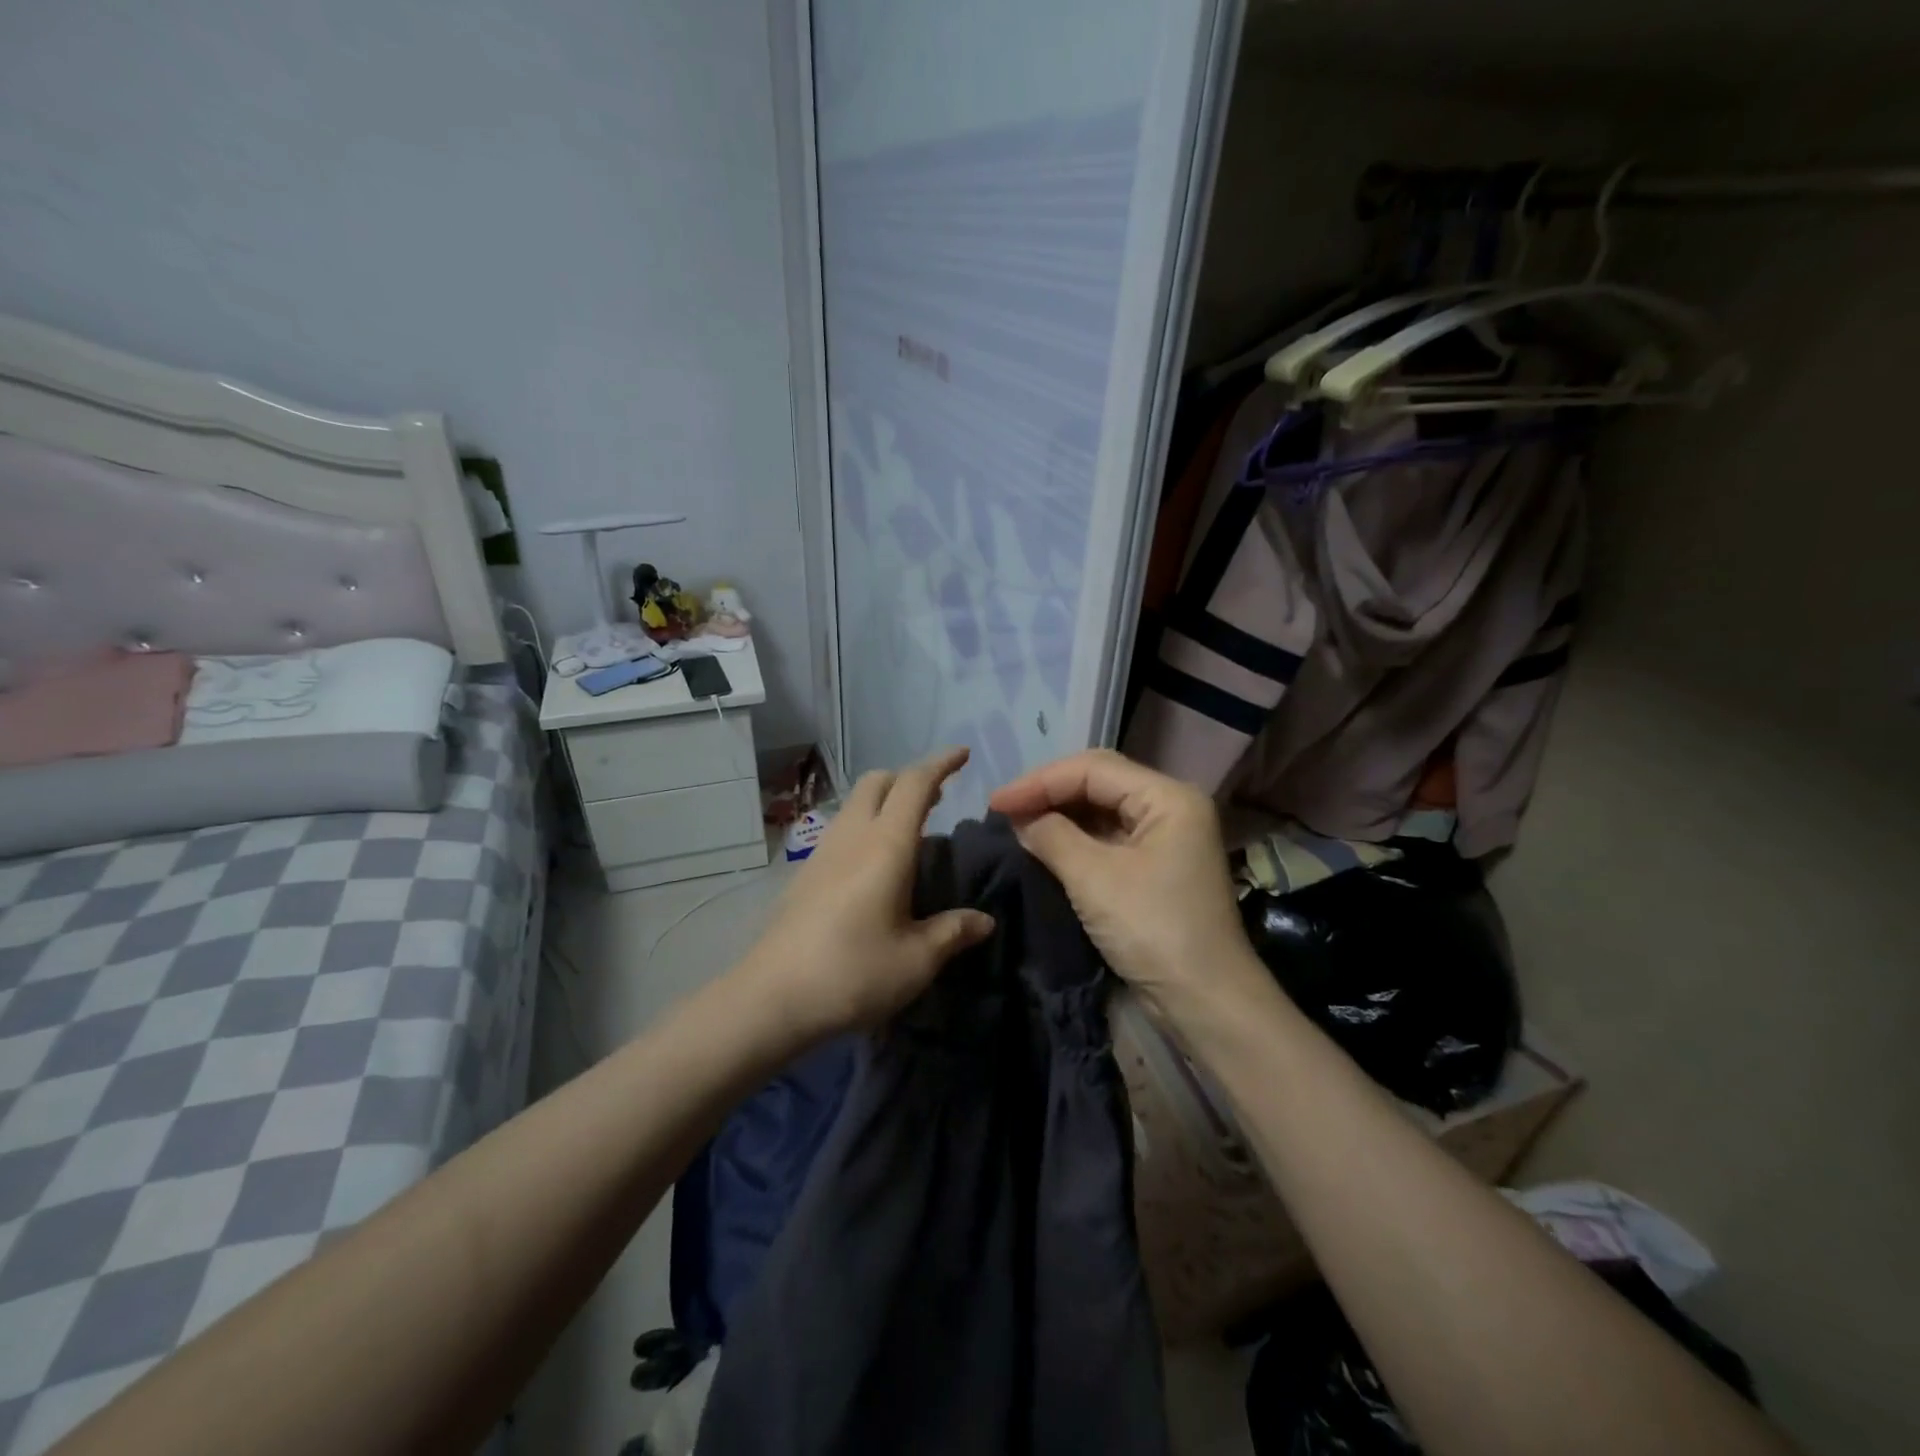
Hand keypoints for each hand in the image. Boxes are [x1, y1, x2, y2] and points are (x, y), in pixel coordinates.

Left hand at [740, 747, 995, 1044]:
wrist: (771, 998)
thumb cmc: (853, 974)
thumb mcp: (916, 960)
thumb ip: (953, 932)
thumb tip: (984, 920)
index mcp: (885, 846)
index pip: (915, 784)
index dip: (941, 764)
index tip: (963, 754)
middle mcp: (852, 837)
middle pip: (878, 781)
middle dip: (909, 777)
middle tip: (938, 798)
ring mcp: (822, 852)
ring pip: (855, 803)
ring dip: (885, 800)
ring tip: (910, 830)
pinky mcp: (805, 873)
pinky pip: (842, 828)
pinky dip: (866, 824)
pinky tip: (875, 864)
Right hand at [989, 749, 1263, 1019]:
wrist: (1205, 1001)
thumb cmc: (1153, 929)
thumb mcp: (1094, 879)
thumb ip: (1052, 836)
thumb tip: (1021, 818)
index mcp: (1168, 797)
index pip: (1094, 769)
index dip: (1040, 781)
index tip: (996, 802)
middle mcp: (1171, 806)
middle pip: (1099, 782)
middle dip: (1049, 792)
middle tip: (1004, 809)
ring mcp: (1166, 836)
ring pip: (1102, 808)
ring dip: (1060, 813)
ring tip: (1017, 823)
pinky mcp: (1156, 865)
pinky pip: (1109, 836)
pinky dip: (1075, 837)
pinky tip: (1045, 842)